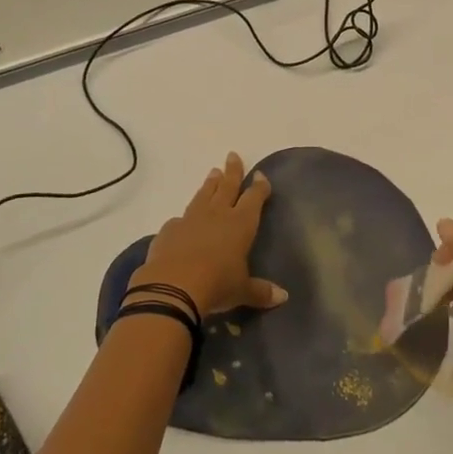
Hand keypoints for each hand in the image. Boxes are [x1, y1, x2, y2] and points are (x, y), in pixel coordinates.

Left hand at [130, 153, 287, 320]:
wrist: (172, 287)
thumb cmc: (216, 285)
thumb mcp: (242, 291)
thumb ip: (261, 292)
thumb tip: (283, 297)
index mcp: (240, 224)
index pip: (253, 198)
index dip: (259, 187)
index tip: (261, 175)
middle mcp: (216, 215)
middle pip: (227, 187)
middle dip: (232, 171)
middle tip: (232, 156)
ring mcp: (190, 219)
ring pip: (203, 195)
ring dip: (210, 184)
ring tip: (213, 172)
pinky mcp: (169, 230)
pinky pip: (180, 218)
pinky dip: (186, 216)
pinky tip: (184, 218)